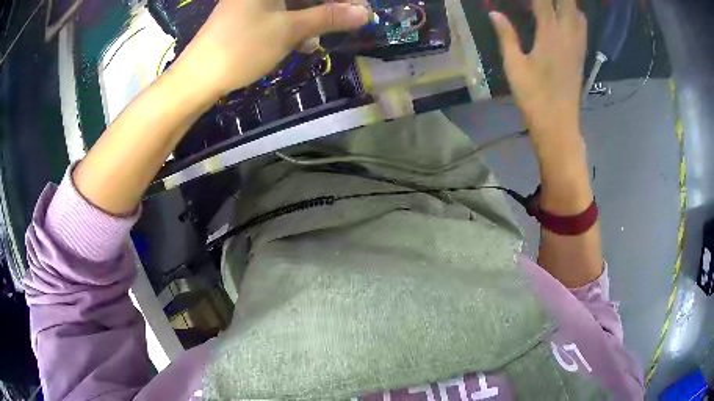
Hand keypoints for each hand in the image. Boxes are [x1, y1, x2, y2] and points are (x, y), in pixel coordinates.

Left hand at [173, 0, 368, 99]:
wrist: (197, 77)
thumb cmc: (242, 47)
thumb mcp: (289, 30)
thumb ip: (328, 17)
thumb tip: (365, 13)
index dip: (339, 0)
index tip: (359, 11)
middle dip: (327, 8)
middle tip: (345, 24)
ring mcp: (253, 1)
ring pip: (294, 4)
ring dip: (312, 19)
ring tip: (320, 40)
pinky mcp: (248, 14)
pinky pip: (280, 13)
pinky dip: (294, 25)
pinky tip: (303, 42)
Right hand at [490, 0, 586, 149]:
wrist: (559, 126)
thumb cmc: (534, 97)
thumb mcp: (514, 66)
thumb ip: (506, 36)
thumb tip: (494, 13)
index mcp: (549, 35)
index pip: (543, 1)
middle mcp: (568, 36)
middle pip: (568, 3)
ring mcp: (577, 47)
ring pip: (579, 14)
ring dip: (568, 3)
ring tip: (554, 3)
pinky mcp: (580, 57)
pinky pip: (582, 28)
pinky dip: (575, 15)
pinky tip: (565, 16)